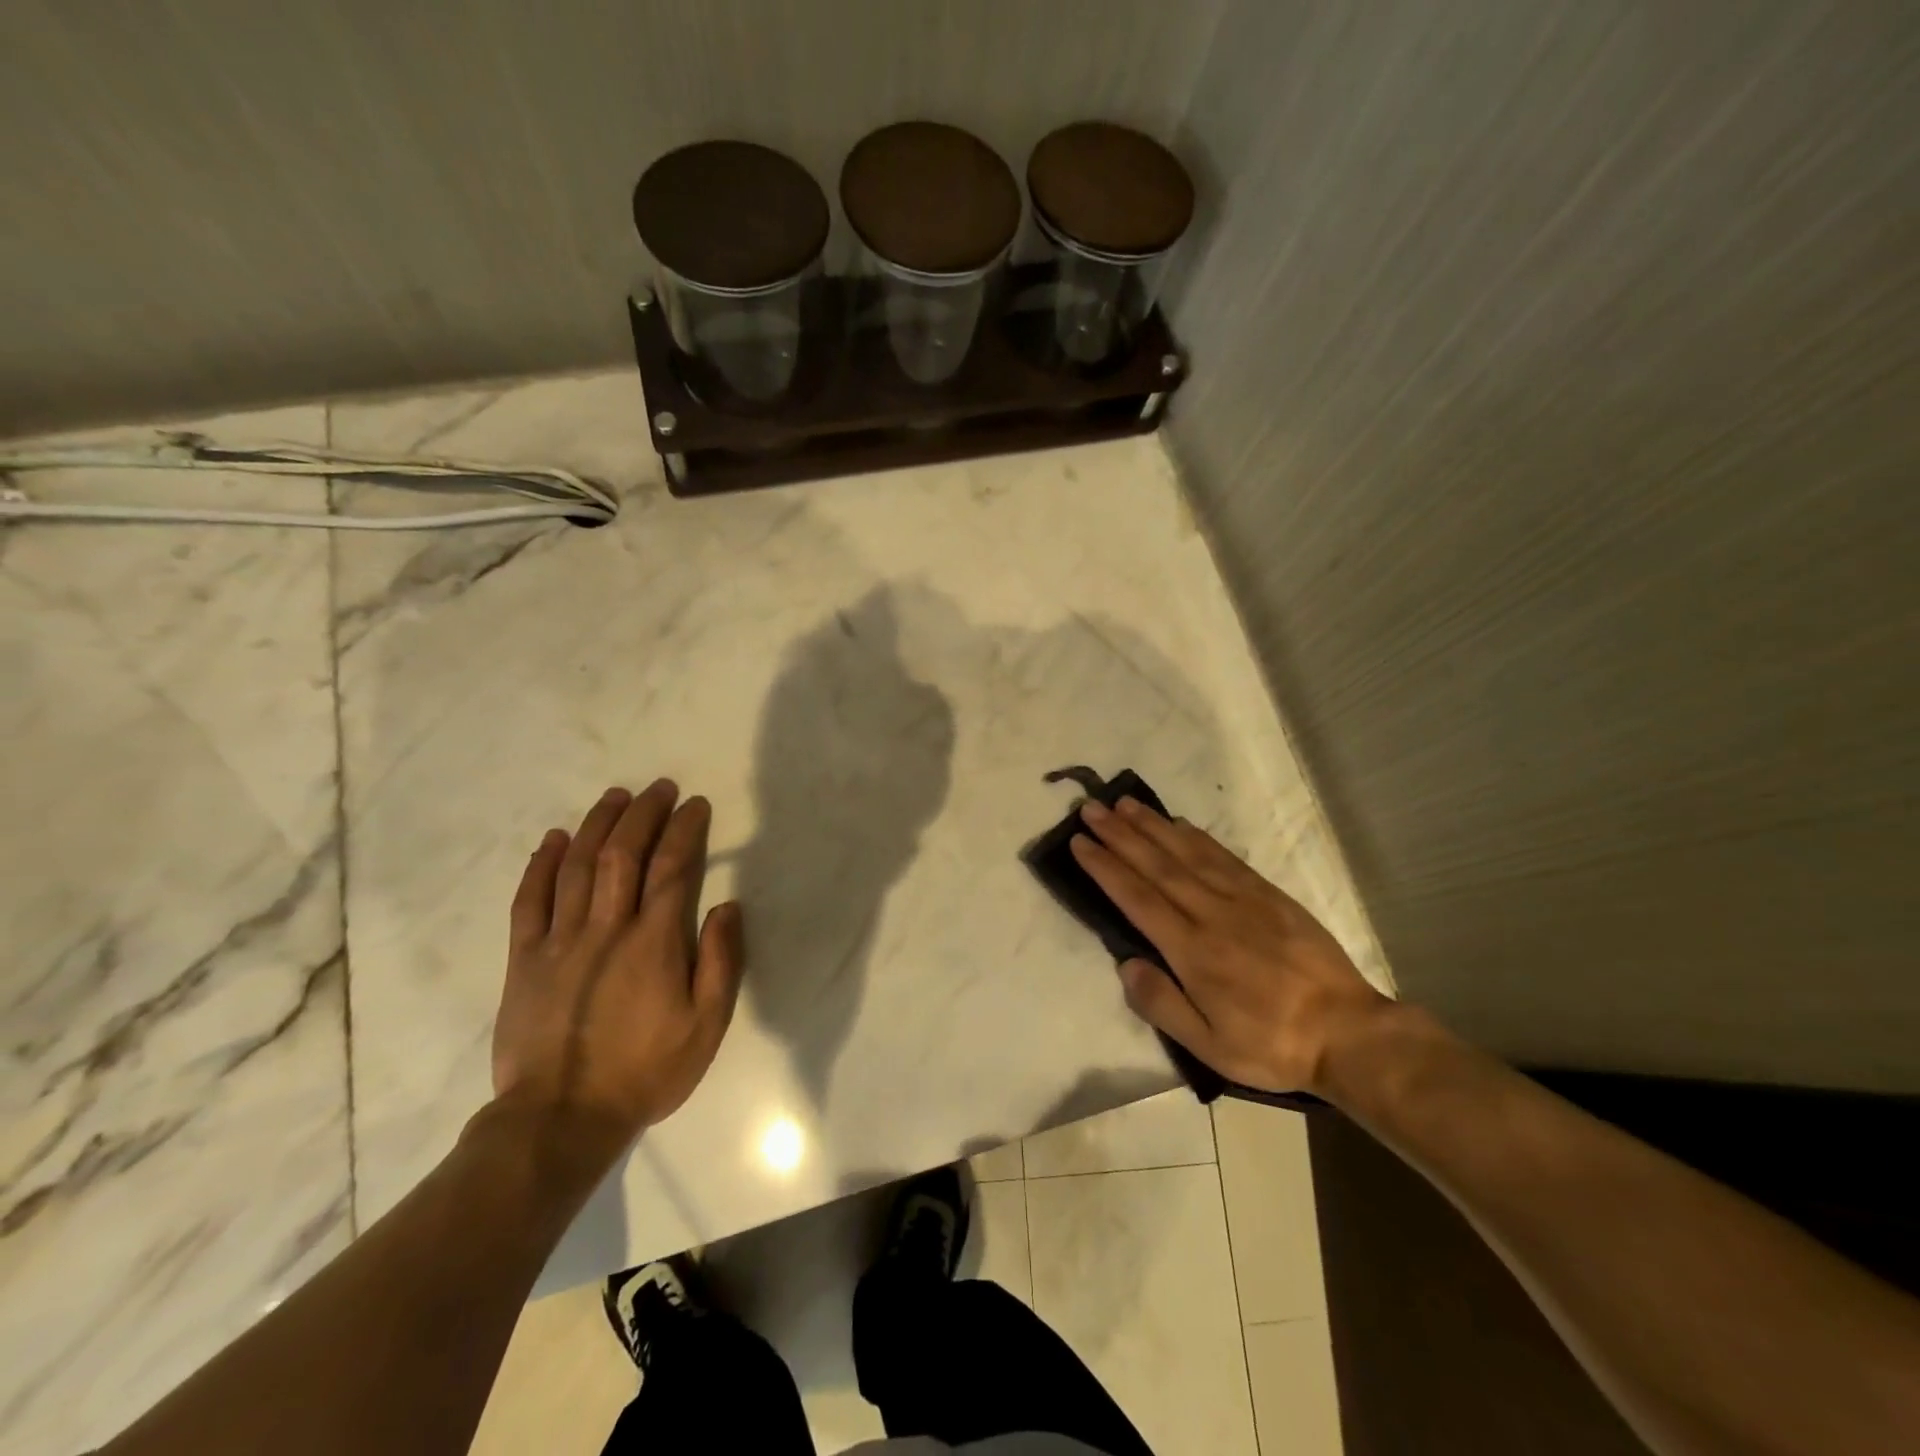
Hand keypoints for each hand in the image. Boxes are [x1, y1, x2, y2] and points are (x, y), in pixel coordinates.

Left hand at [491, 781, 743, 1143]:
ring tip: (614, 796)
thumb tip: (727, 907)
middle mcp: (606, 929)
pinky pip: (530, 901)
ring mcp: (560, 941)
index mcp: (654, 942)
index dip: (685, 830)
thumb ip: (719, 962)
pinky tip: (554, 839)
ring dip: (597, 826)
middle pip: (623, 855)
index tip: (695, 805)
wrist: (560, 1119)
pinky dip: (541, 865)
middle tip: (659, 788)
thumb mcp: (706, 1026)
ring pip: (578, 867)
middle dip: (643, 814)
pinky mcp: (524, 960)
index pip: (672, 868)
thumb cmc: (645, 1071)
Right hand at [1071, 798, 1390, 1094]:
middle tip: (1091, 809)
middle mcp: (1213, 915)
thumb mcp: (1211, 1047)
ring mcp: (1243, 899)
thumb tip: (1126, 965)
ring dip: (1152, 826)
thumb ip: (1163, 1005)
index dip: (1106, 868)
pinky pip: (1224, 857)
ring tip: (1124, 803)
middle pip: (1157, 866)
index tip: (1080, 842)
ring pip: (1188, 853)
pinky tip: (1179, 823)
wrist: (1348, 1032)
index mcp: (1193, 952)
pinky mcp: (1269, 894)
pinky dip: (1197, 836)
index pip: (1138, 899)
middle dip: (1120, 835)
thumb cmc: (1272, 1044)